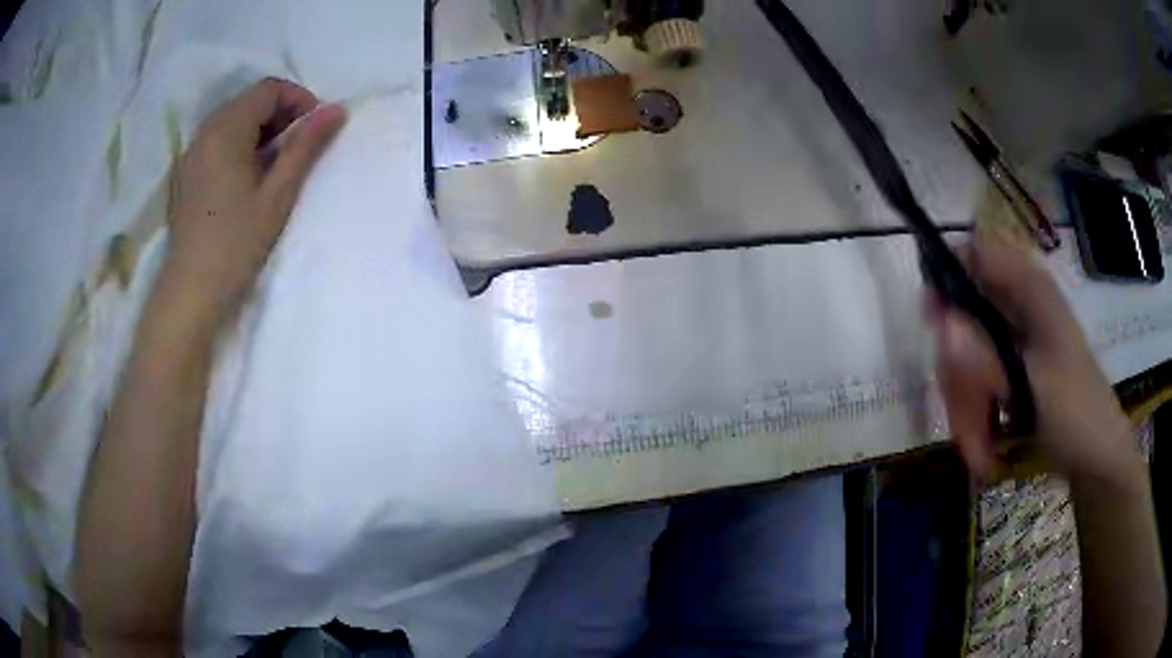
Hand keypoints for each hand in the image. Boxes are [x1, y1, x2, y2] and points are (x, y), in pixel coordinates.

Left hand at [159, 78, 346, 325]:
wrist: (189, 294)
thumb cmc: (235, 245)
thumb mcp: (277, 196)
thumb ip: (305, 147)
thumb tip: (336, 109)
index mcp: (226, 130)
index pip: (269, 89)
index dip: (298, 100)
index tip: (313, 132)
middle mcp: (205, 132)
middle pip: (249, 101)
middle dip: (280, 115)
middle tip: (297, 151)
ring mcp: (192, 153)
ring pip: (233, 121)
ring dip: (260, 132)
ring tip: (274, 168)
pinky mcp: (186, 174)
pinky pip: (218, 142)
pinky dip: (240, 147)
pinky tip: (247, 181)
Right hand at [930, 234, 1136, 484]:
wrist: (1097, 456)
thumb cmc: (1076, 413)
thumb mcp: (1031, 387)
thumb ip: (985, 358)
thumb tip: (941, 326)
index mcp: (1029, 289)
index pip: (974, 254)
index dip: (946, 279)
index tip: (934, 327)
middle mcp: (1018, 306)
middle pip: (963, 317)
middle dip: (958, 375)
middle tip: (964, 422)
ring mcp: (1015, 341)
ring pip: (966, 360)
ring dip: (965, 409)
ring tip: (978, 452)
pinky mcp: (1013, 371)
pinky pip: (976, 383)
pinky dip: (974, 417)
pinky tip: (984, 448)